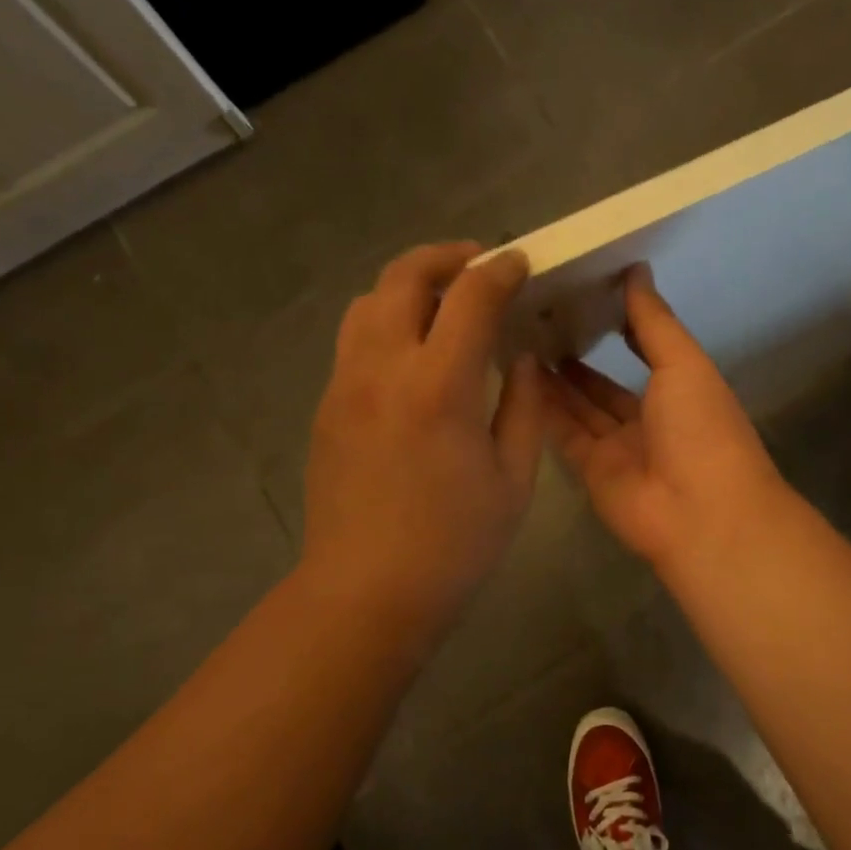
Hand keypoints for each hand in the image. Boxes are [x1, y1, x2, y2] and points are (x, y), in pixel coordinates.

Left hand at [301, 242, 543, 650]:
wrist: (367, 591)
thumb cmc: (454, 543)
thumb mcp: (513, 480)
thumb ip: (523, 408)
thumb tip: (520, 361)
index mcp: (439, 386)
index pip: (470, 297)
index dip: (499, 270)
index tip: (519, 263)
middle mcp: (384, 368)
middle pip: (403, 278)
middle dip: (445, 257)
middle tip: (478, 263)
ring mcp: (346, 385)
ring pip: (368, 302)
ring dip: (408, 285)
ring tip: (442, 302)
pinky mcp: (327, 406)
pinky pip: (355, 340)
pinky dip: (386, 322)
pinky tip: (414, 353)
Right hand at [540, 265, 791, 573]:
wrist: (701, 514)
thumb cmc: (702, 428)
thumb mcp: (683, 363)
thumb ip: (654, 321)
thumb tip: (637, 270)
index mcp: (680, 390)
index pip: (643, 350)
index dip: (616, 325)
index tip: (581, 294)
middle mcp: (648, 419)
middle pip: (604, 385)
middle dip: (576, 356)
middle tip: (534, 320)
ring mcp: (619, 449)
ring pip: (580, 409)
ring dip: (554, 381)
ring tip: (518, 341)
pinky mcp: (591, 473)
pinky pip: (564, 435)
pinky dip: (543, 411)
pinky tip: (516, 377)